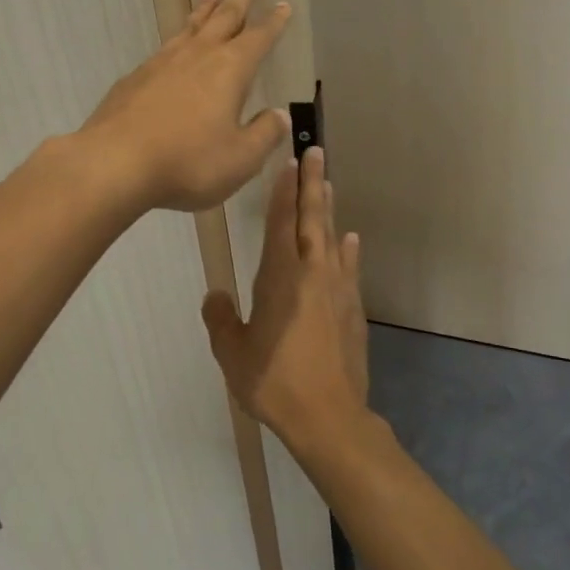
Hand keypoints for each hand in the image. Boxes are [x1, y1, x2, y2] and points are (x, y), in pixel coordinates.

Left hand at [78, 0, 292, 211]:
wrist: (115, 162)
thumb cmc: (188, 161)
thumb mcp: (240, 158)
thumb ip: (264, 135)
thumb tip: (279, 116)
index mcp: (230, 70)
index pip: (259, 38)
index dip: (273, 22)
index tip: (283, 4)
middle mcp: (198, 56)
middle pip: (224, 16)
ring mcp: (162, 63)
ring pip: (190, 27)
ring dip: (205, 9)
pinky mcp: (136, 77)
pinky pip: (165, 47)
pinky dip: (178, 37)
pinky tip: (174, 47)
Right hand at [202, 147, 369, 450]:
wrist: (329, 417)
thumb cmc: (274, 382)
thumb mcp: (233, 353)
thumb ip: (221, 320)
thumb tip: (215, 297)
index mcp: (280, 278)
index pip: (280, 222)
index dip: (283, 190)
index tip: (288, 162)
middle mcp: (312, 274)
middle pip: (312, 218)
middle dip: (312, 183)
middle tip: (315, 151)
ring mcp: (337, 290)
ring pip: (332, 238)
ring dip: (329, 209)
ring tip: (328, 184)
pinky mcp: (353, 310)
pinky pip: (349, 269)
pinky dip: (347, 251)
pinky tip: (350, 240)